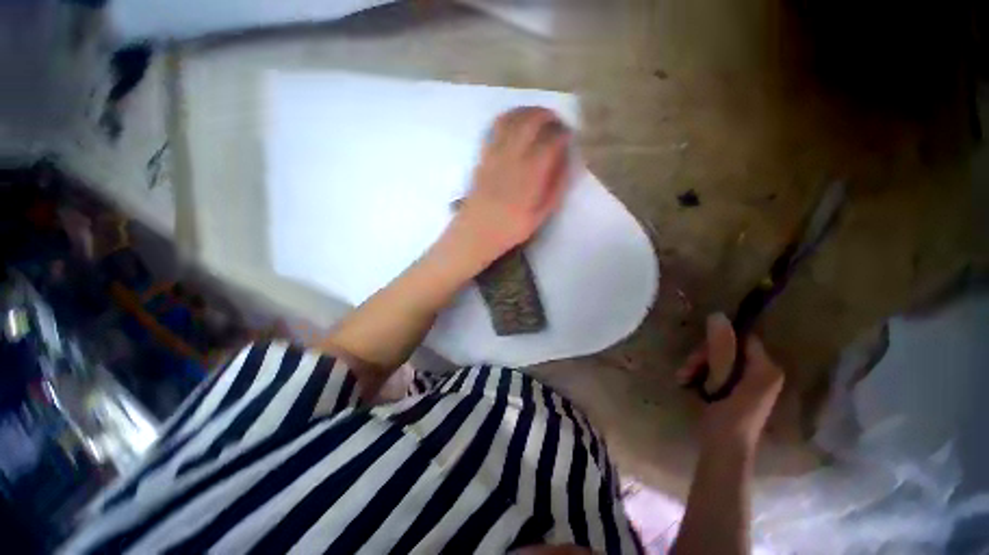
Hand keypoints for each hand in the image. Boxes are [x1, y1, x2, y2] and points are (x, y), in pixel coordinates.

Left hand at [451, 106, 571, 265]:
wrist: (475, 233)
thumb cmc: (509, 229)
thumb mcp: (540, 216)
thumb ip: (556, 188)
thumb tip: (568, 163)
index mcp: (530, 175)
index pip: (551, 141)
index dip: (563, 134)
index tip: (570, 135)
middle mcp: (512, 158)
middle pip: (531, 122)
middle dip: (548, 116)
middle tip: (557, 122)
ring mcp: (494, 155)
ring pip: (512, 120)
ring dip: (528, 112)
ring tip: (539, 117)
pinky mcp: (482, 156)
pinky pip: (494, 128)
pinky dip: (507, 118)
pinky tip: (515, 123)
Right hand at [677, 313, 783, 449]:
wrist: (725, 451)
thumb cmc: (727, 417)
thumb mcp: (722, 380)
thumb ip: (721, 349)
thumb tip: (717, 315)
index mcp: (766, 368)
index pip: (743, 338)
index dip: (719, 340)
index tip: (699, 351)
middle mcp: (762, 371)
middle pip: (728, 348)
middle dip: (704, 356)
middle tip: (686, 368)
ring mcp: (750, 381)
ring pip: (718, 358)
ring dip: (697, 365)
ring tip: (683, 377)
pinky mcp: (736, 389)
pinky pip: (716, 369)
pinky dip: (700, 373)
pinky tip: (687, 381)